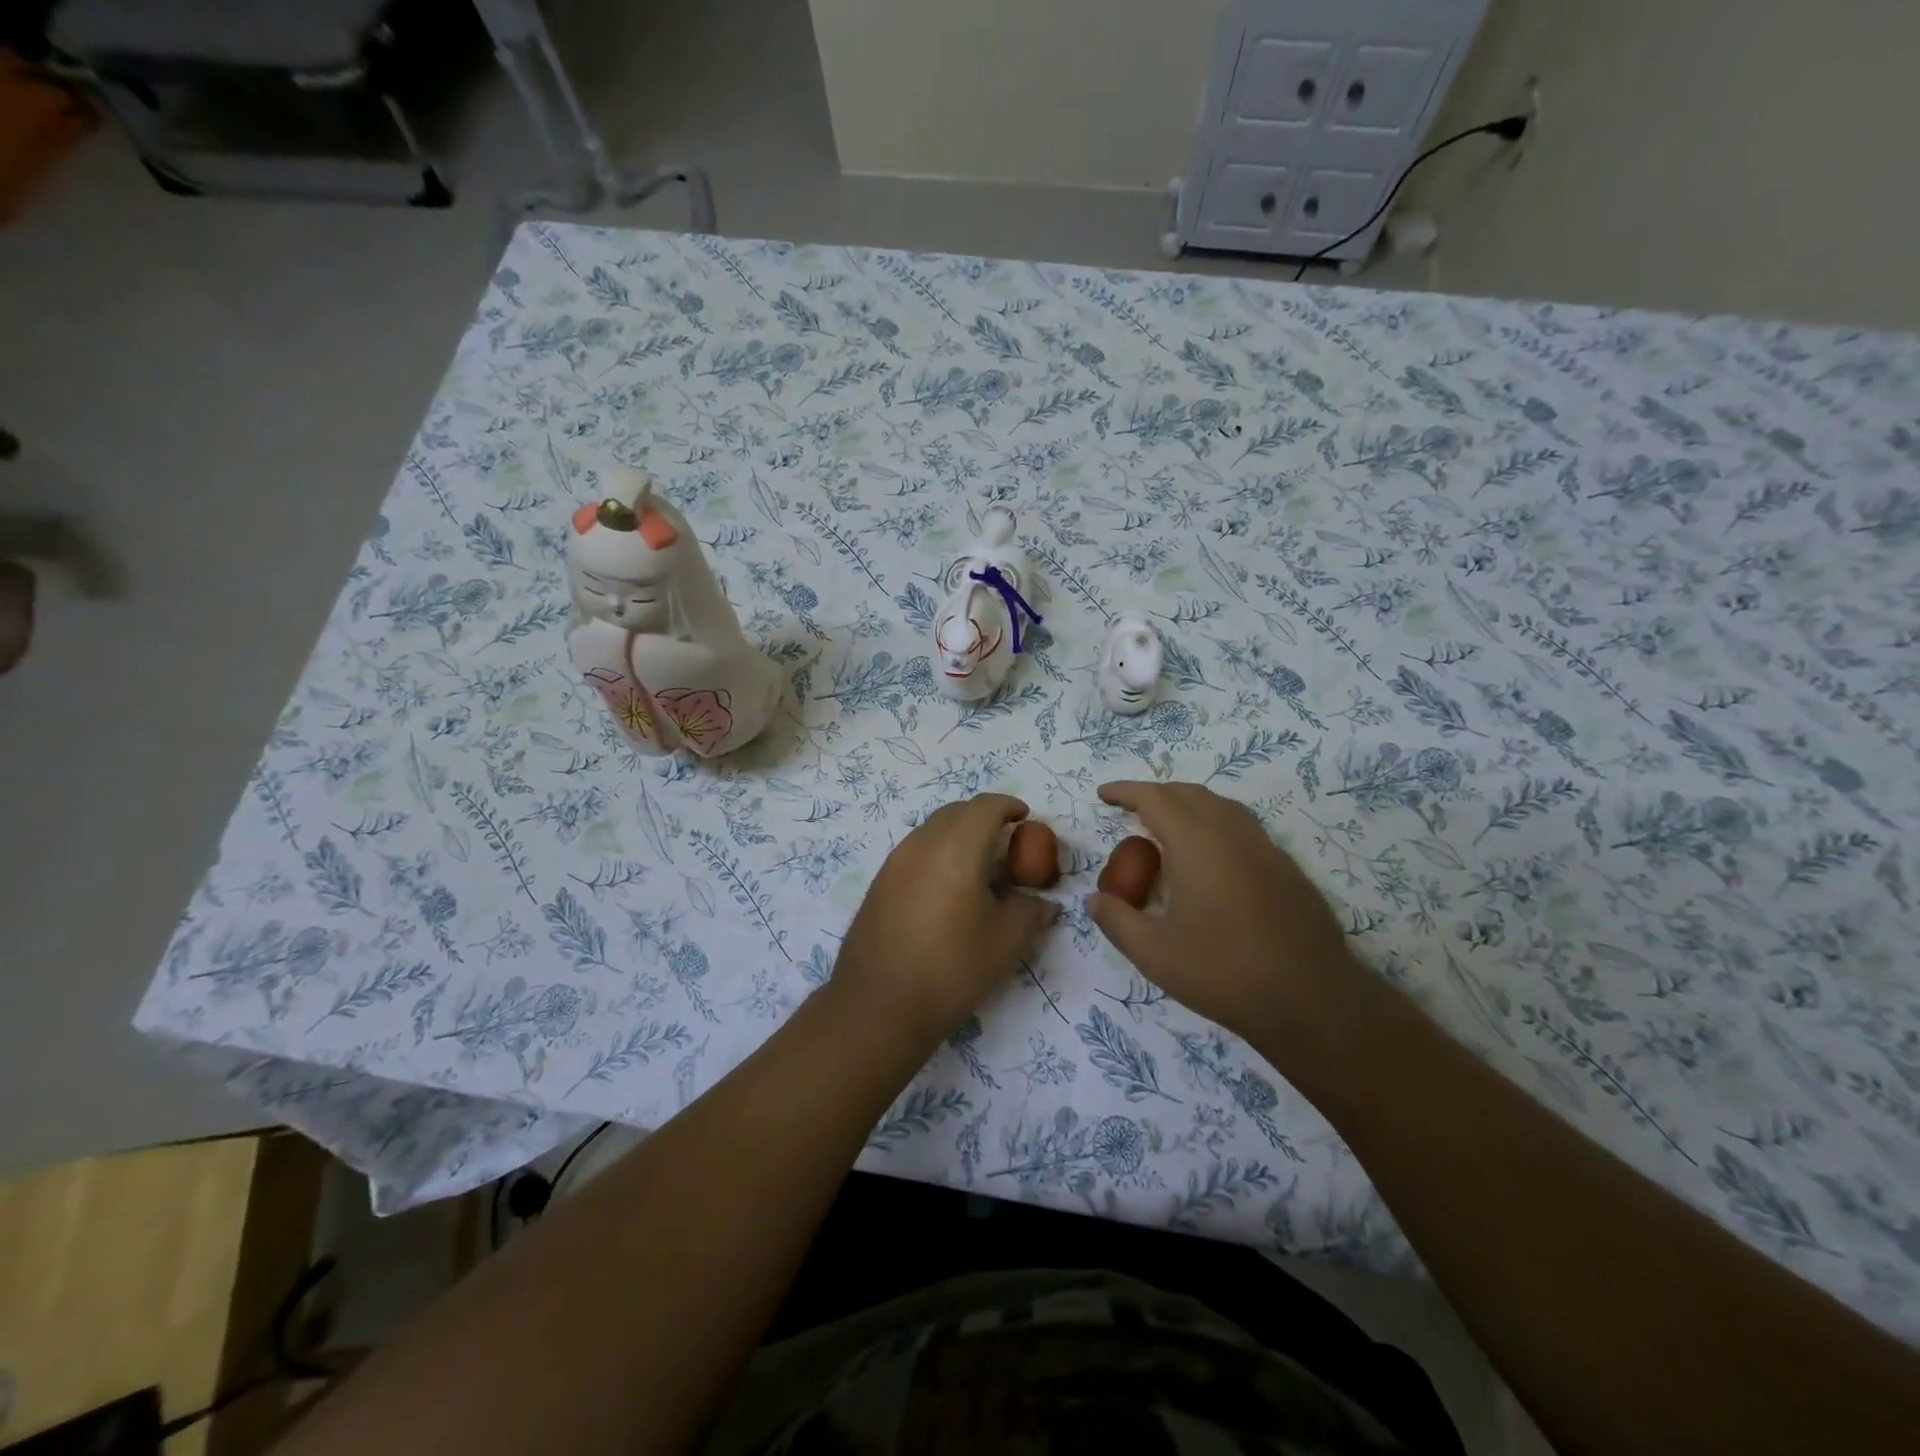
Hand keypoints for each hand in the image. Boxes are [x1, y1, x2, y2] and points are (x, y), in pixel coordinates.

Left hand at [831, 794, 1056, 1043]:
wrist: (879, 1005)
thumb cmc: (951, 969)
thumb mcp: (1006, 943)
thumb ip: (1032, 912)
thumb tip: (1044, 903)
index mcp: (955, 849)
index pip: (985, 806)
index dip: (1008, 806)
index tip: (1025, 818)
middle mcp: (921, 845)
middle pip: (955, 812)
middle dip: (984, 817)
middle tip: (1006, 842)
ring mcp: (894, 862)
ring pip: (931, 830)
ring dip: (958, 835)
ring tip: (978, 867)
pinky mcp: (879, 883)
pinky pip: (914, 852)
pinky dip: (937, 854)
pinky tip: (947, 889)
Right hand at [1087, 781, 1369, 1049]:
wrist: (1313, 1000)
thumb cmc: (1224, 972)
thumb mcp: (1155, 954)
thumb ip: (1117, 921)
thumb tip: (1095, 900)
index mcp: (1197, 842)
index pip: (1155, 798)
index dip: (1126, 791)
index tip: (1104, 794)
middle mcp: (1233, 833)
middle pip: (1190, 794)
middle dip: (1156, 795)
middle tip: (1131, 811)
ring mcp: (1266, 849)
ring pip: (1221, 808)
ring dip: (1189, 807)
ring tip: (1168, 829)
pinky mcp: (1287, 870)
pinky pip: (1243, 830)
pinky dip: (1215, 827)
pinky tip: (1210, 862)